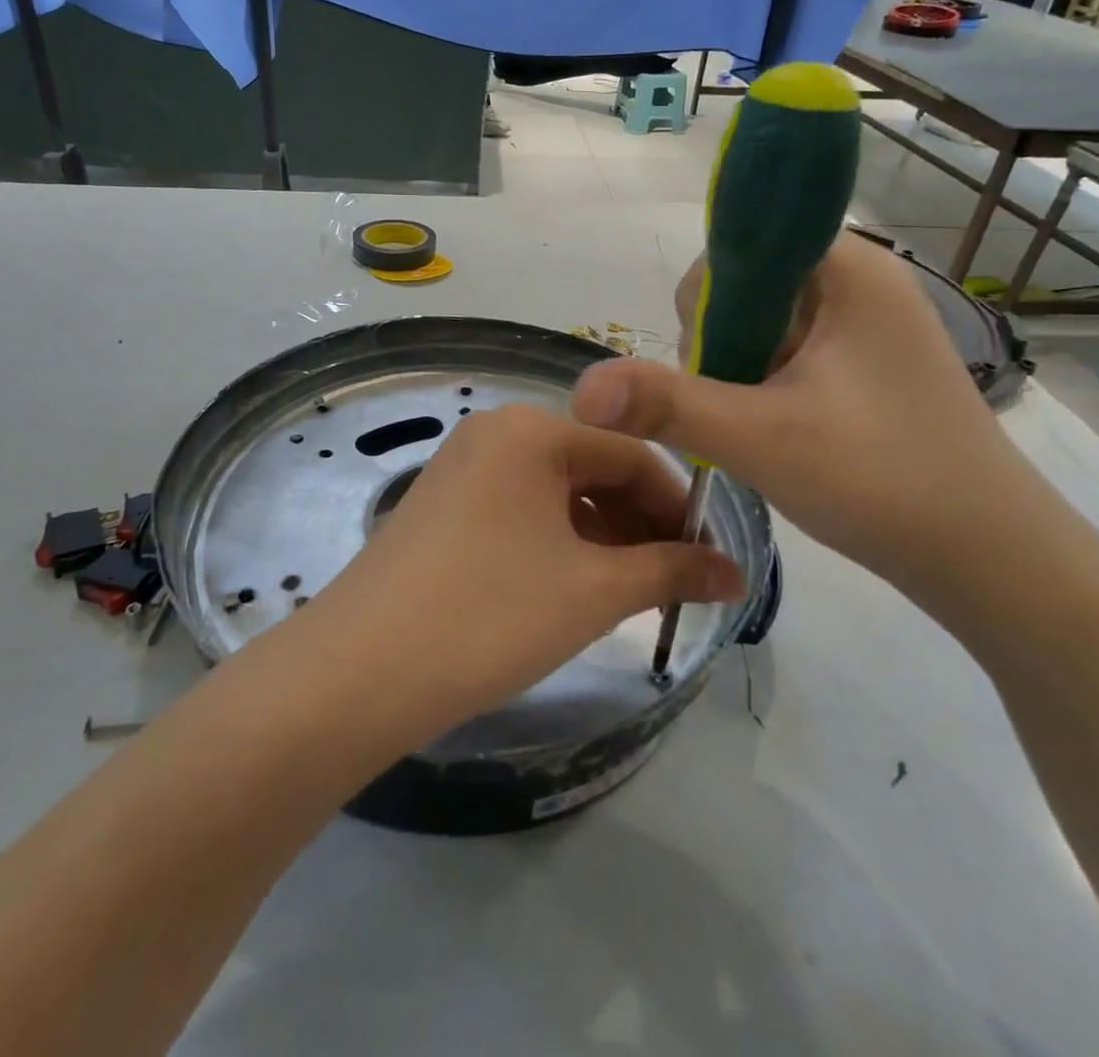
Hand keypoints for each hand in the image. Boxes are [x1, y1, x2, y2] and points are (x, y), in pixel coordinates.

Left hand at [302, 404, 743, 737]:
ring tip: (629, 592)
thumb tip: (738, 574)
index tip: (711, 559)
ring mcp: (461, 468)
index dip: (679, 506)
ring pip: (554, 493)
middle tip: (674, 583)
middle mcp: (493, 433)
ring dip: (600, 536)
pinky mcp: (440, 506)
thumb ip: (672, 572)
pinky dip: (556, 543)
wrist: (360, 669)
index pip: (631, 453)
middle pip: (591, 468)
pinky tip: (572, 587)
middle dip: (639, 523)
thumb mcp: (593, 591)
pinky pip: (518, 511)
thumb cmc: (490, 613)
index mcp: (531, 430)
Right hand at [571, 232, 1042, 591]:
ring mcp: (864, 324)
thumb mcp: (762, 439)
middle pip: (745, 285)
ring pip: (761, 324)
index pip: (741, 243)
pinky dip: (763, 386)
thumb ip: (666, 404)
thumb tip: (580, 386)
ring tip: (760, 429)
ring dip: (739, 372)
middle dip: (721, 345)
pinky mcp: (863, 363)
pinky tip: (775, 431)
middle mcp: (858, 281)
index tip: (714, 366)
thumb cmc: (884, 482)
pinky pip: (786, 353)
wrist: (990, 559)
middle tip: (739, 409)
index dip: (709, 300)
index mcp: (847, 269)